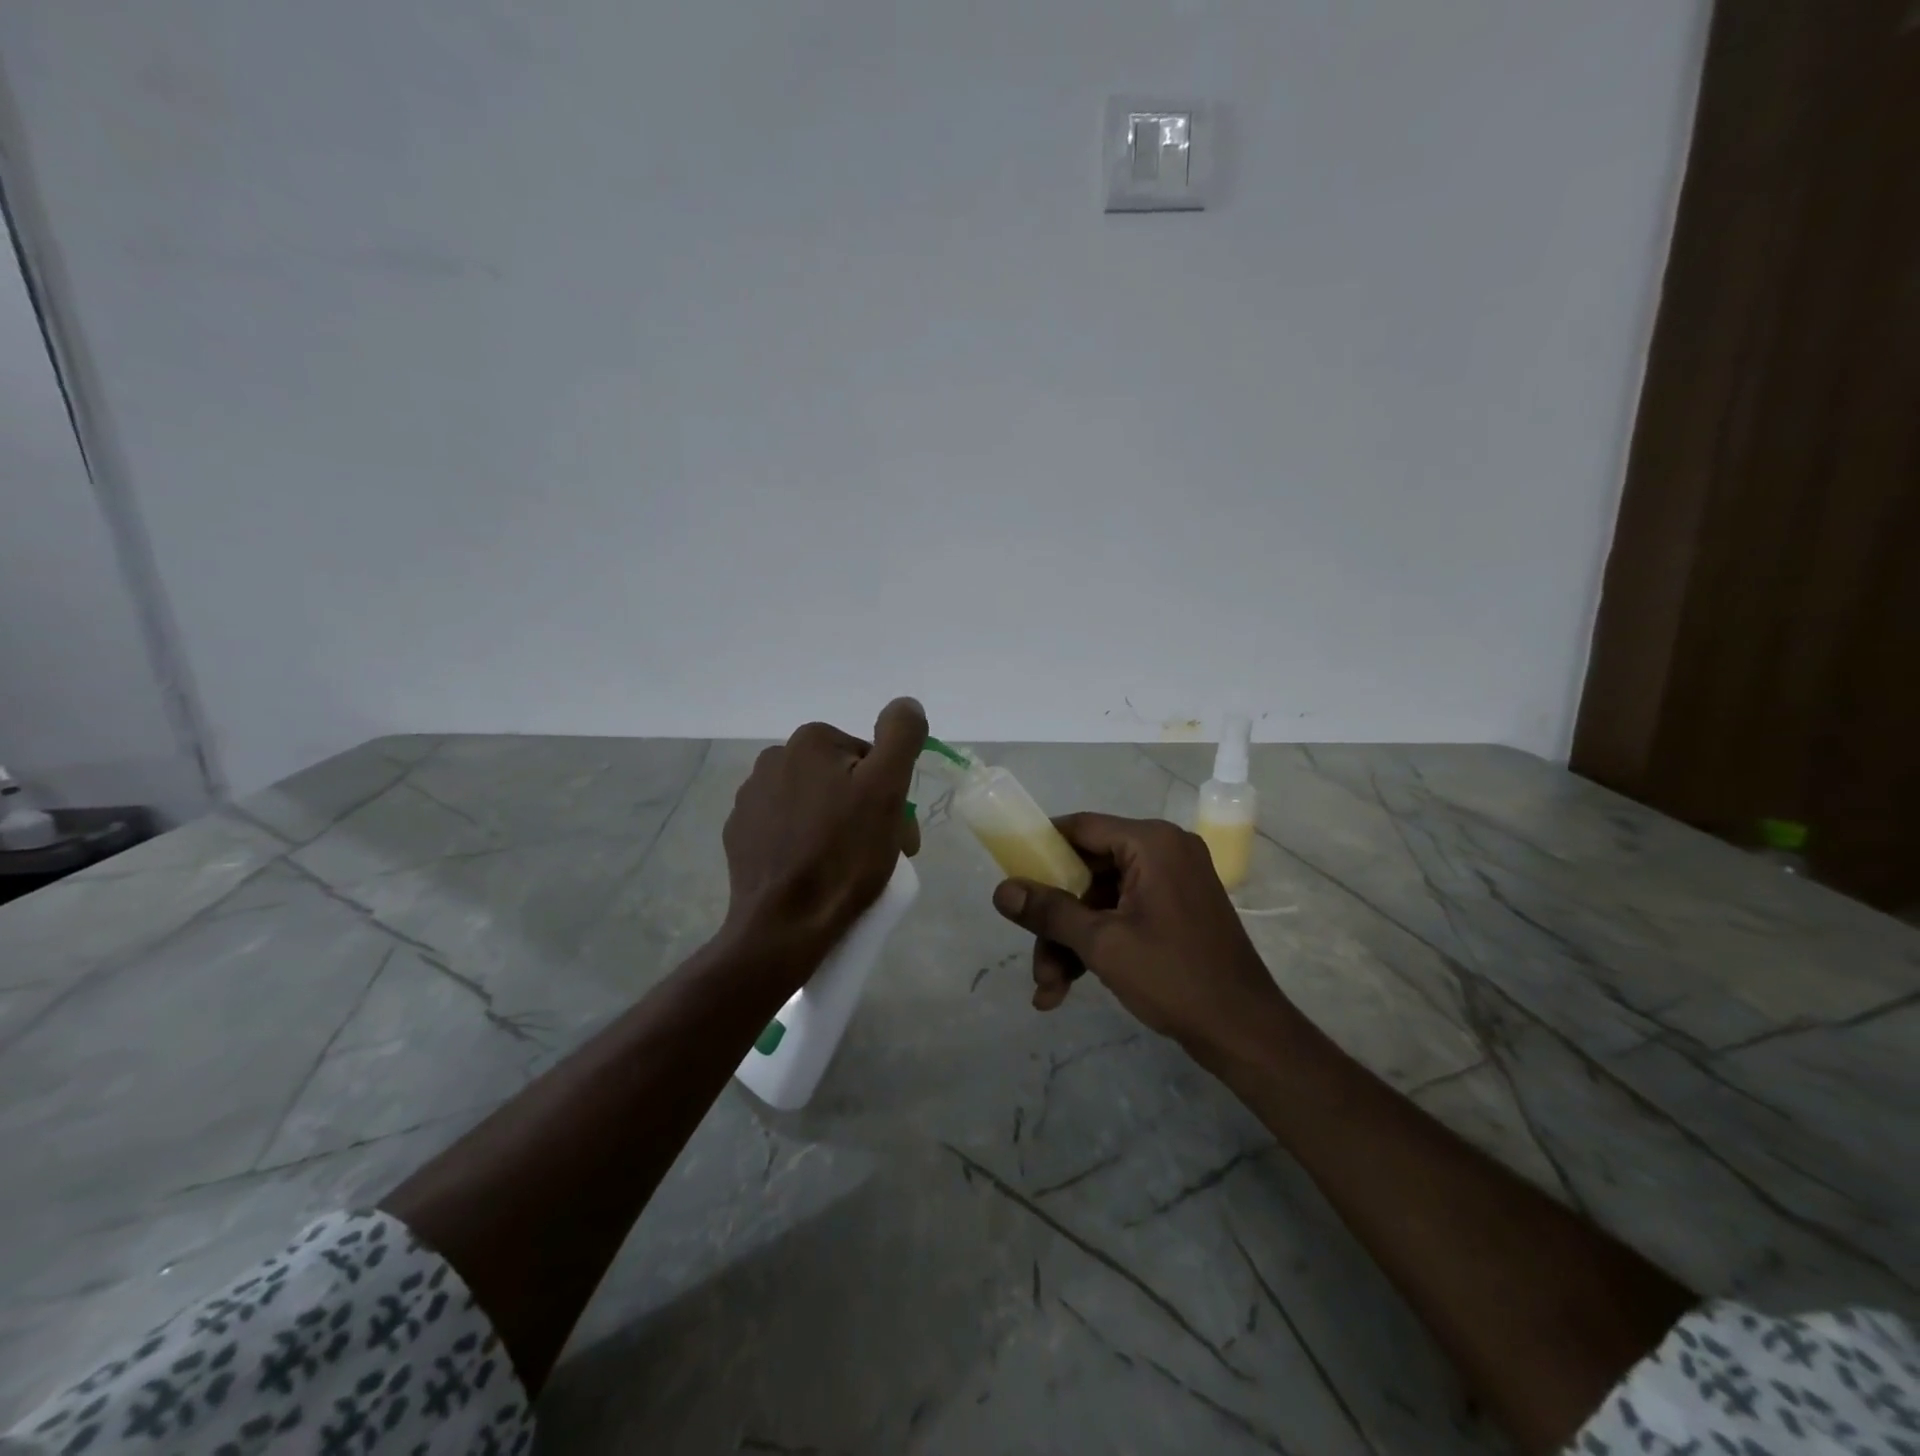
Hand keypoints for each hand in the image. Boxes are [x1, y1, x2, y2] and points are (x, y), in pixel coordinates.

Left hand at [722, 698, 925, 960]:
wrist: (784, 924)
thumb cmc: (843, 855)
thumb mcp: (886, 789)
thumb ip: (901, 735)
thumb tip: (906, 703)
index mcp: (811, 741)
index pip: (869, 758)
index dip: (891, 794)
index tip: (898, 833)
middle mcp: (774, 758)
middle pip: (841, 780)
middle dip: (865, 811)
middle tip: (879, 854)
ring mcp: (750, 798)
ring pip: (814, 804)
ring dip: (836, 826)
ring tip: (847, 868)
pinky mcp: (739, 834)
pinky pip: (786, 828)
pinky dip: (805, 842)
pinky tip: (814, 872)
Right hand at [990, 813, 1293, 1052]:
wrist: (1246, 1032)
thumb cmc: (1174, 977)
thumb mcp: (1102, 943)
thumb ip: (1049, 912)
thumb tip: (1001, 891)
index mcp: (1152, 843)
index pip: (1081, 827)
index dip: (1041, 848)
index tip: (1011, 875)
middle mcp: (1164, 852)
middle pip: (1087, 871)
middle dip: (1056, 918)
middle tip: (1034, 958)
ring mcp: (1172, 882)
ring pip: (1101, 899)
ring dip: (1071, 940)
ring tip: (1049, 990)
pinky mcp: (1176, 910)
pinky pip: (1123, 913)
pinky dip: (1097, 944)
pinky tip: (1069, 986)